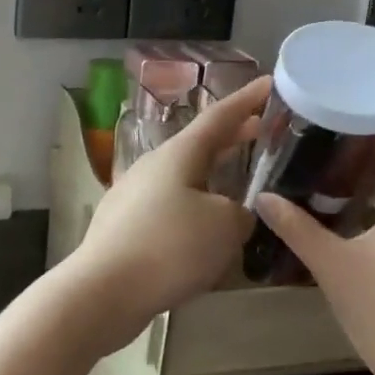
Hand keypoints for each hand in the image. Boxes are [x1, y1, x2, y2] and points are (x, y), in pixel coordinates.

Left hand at [66, 77, 269, 338]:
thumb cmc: (170, 248)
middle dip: (232, 137)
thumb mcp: (225, 226)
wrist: (104, 290)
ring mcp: (134, 195)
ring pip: (183, 176)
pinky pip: (170, 206)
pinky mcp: (125, 226)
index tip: (270, 83)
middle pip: (199, 145)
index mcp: (178, 154)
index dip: (248, 100)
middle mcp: (152, 167)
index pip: (219, 116)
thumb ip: (240, 213)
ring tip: (239, 180)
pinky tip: (206, 229)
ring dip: (213, 174)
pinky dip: (194, 206)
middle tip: (263, 130)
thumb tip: (232, 214)